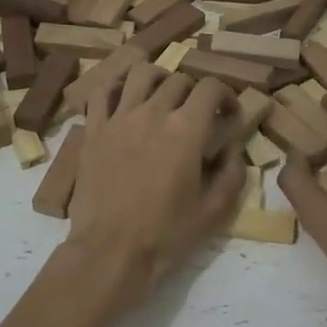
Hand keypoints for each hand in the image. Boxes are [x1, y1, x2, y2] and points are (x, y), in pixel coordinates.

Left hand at [55, 65, 243, 316]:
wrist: (110, 252)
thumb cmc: (166, 234)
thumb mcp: (214, 210)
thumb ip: (231, 172)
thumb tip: (234, 147)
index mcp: (186, 129)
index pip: (210, 87)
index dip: (226, 94)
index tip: (229, 114)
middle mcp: (152, 113)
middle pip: (178, 80)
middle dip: (194, 92)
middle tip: (197, 114)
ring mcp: (118, 118)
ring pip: (140, 74)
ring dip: (157, 78)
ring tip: (161, 96)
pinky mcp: (93, 130)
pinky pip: (100, 92)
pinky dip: (114, 87)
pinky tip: (122, 99)